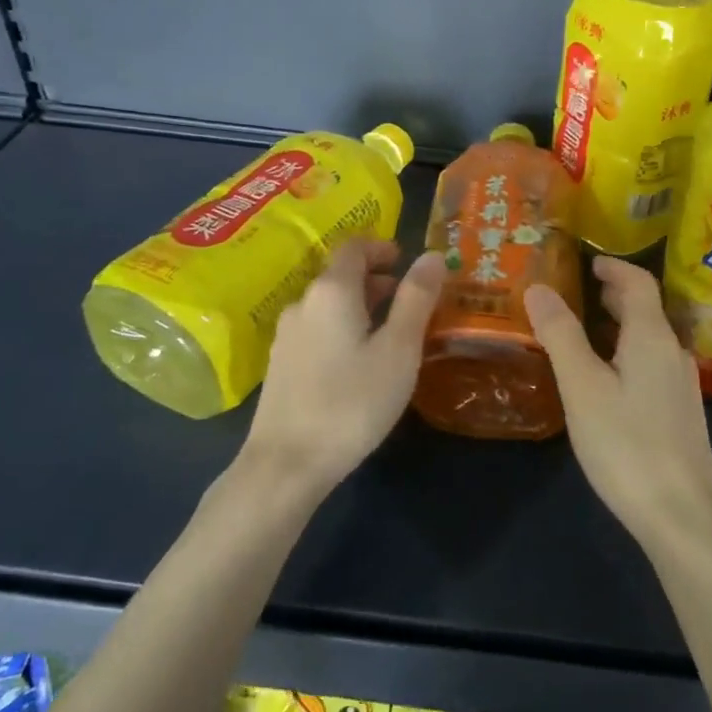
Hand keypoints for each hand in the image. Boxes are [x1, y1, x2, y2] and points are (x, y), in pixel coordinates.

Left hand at [245, 239, 446, 494]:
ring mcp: (286, 335)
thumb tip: (431, 255)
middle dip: (377, 279)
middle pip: (341, 275)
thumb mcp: (398, 349)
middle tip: (411, 300)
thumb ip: (416, 298)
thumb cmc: (352, 402)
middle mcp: (303, 303)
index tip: (407, 261)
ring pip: (329, 304)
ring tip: (392, 332)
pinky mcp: (281, 364)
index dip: (382, 247)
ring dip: (361, 305)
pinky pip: (318, 329)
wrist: (286, 464)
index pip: (354, 246)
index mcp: (332, 291)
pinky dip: (343, 328)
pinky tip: (360, 362)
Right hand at [524, 256, 711, 551]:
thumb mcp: (582, 386)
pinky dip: (626, 353)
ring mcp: (681, 384)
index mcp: (652, 337)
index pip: (638, 283)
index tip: (588, 261)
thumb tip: (539, 287)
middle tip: (578, 291)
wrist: (682, 515)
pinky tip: (606, 377)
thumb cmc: (627, 444)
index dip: (614, 267)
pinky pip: (651, 363)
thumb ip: (561, 335)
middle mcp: (673, 352)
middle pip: (645, 309)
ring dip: (619, 325)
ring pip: (648, 339)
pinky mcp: (681, 412)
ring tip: (584, 330)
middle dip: (613, 295)